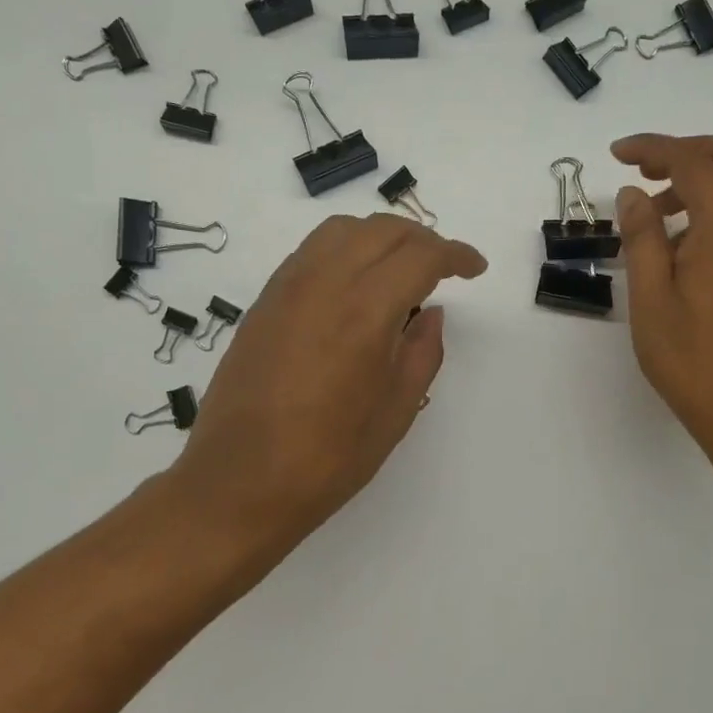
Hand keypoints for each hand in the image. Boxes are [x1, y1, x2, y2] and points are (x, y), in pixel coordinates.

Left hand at [158, 214, 486, 577]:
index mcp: (365, 311)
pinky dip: (344, 250)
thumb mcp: (396, 411)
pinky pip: (311, 252)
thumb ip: (423, 353)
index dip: (456, 254)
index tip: (475, 268)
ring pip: (342, 230)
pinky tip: (353, 286)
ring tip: (398, 270)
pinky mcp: (264, 301)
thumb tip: (432, 315)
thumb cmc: (327, 458)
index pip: (421, 255)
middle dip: (423, 240)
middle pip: (382, 230)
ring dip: (380, 238)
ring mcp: (287, 287)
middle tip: (443, 268)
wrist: (238, 482)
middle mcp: (324, 283)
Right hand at [611, 134, 712, 449]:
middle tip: (643, 171)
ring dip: (697, 181)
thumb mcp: (650, 296)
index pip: (693, 161)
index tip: (616, 154)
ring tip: (652, 215)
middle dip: (685, 151)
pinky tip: (675, 245)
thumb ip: (641, 236)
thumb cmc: (690, 357)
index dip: (653, 147)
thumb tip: (632, 194)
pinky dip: (709, 208)